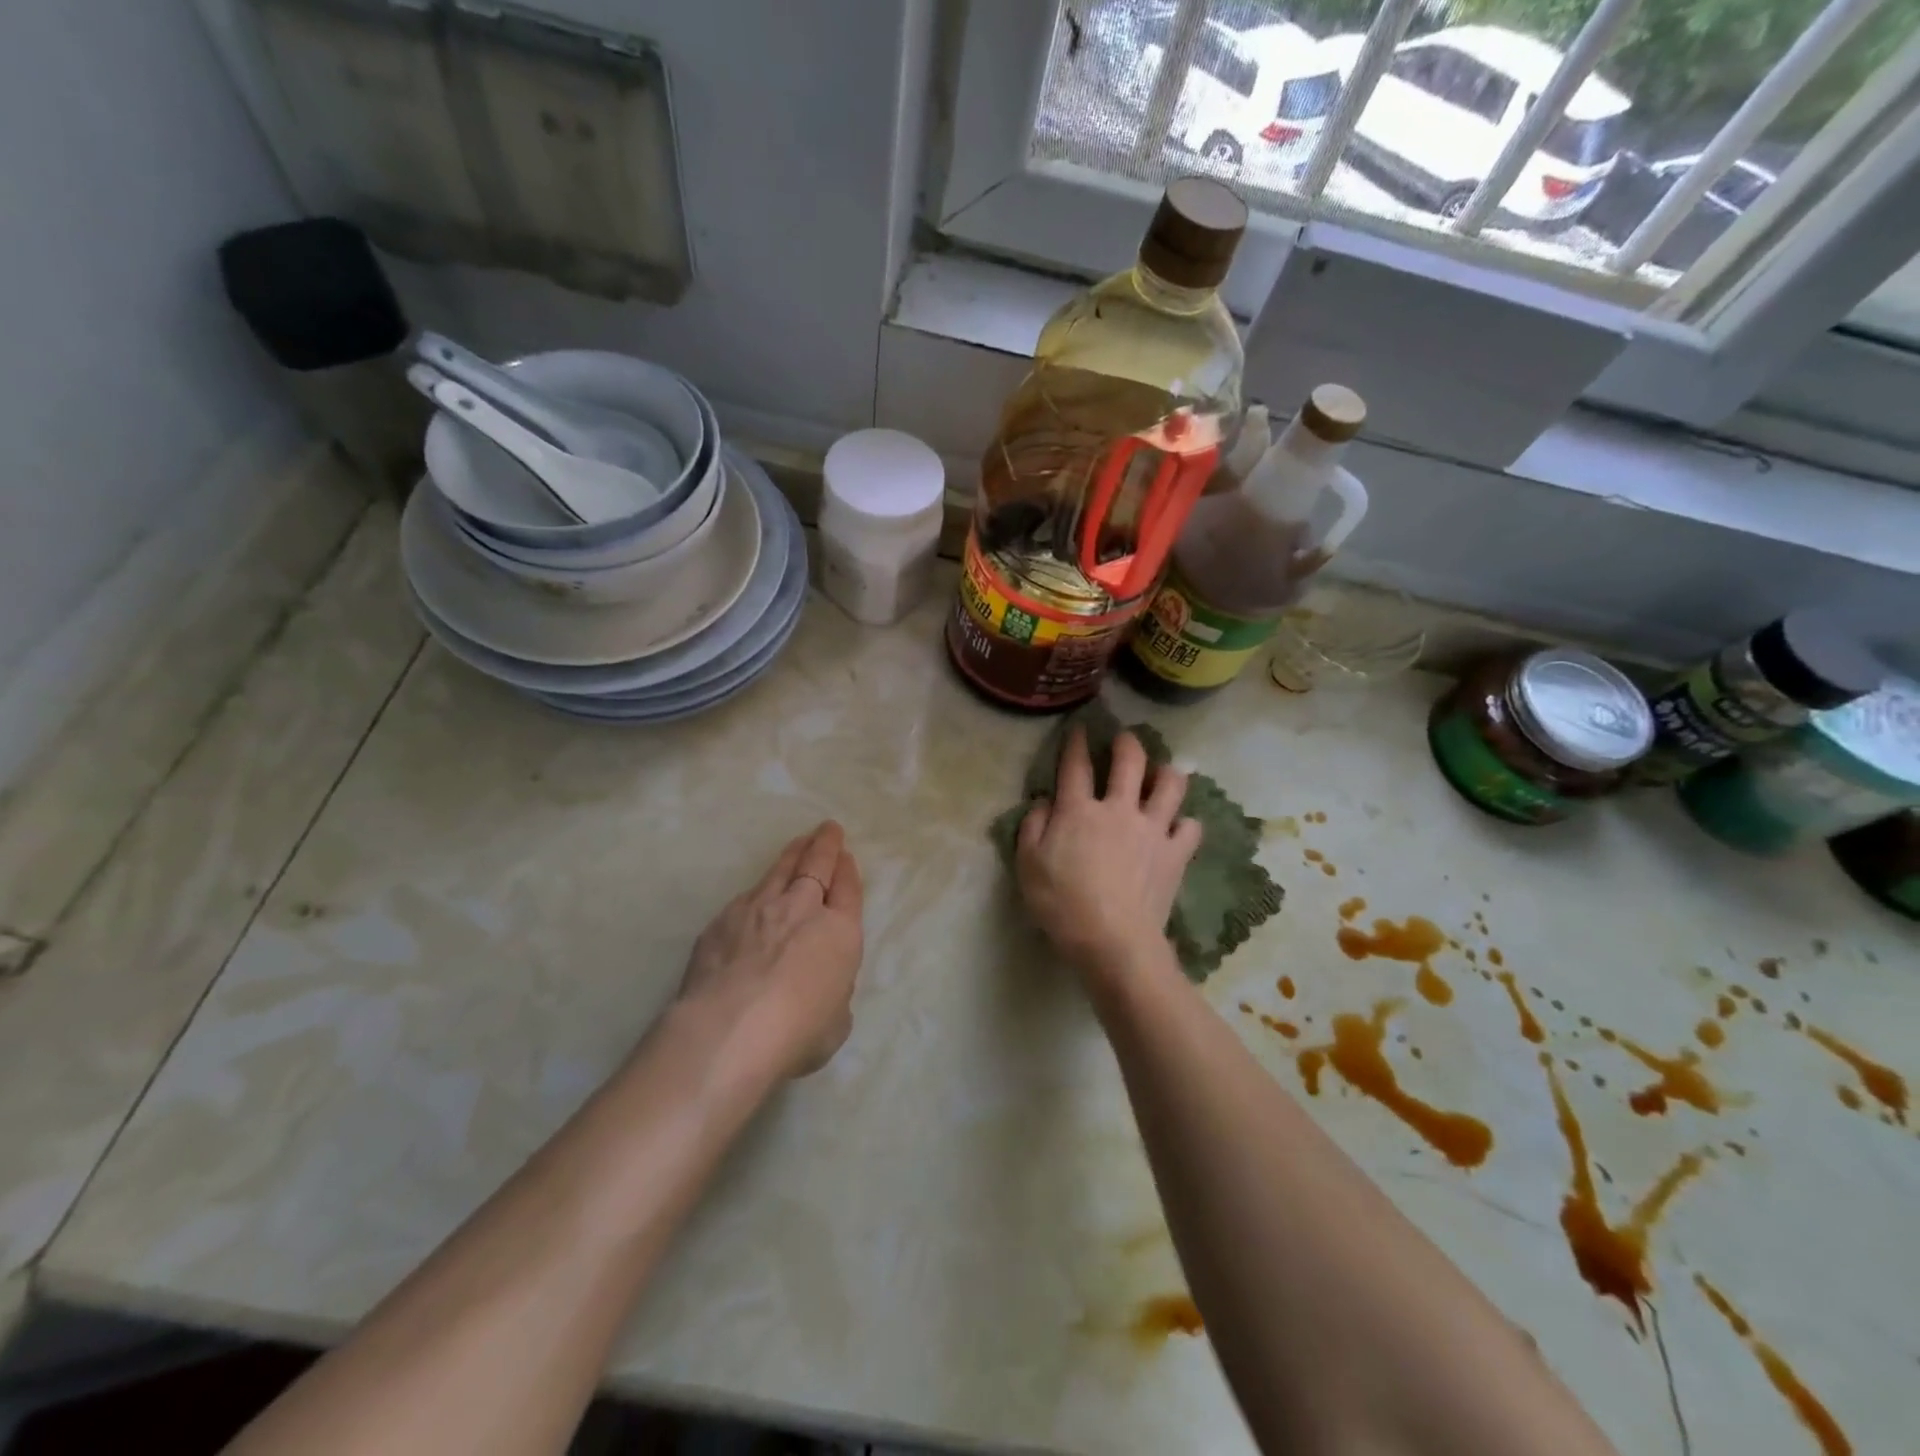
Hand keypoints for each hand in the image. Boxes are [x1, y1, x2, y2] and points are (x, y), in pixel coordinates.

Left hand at [678, 821, 864, 1081]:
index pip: (848, 889)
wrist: (729, 1031)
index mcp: (839, 932)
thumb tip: (818, 983)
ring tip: (799, 842)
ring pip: (780, 870)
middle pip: (816, 865)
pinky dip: (759, 889)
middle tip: (828, 829)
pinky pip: (747, 896)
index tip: (846, 855)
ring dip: (793, 853)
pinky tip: (756, 895)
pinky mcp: (722, 921)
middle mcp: (801, 909)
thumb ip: (833, 992)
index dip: (848, 871)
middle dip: (824, 845)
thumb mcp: (836, 1021)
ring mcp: (758, 909)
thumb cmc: (797, 1033)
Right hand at [1015, 727, 1200, 988]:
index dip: (1076, 742)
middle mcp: (1119, 809)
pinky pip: (1190, 826)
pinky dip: (1185, 822)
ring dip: (1166, 773)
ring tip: (1162, 773)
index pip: (1076, 765)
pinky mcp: (1176, 853)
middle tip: (1125, 739)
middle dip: (1127, 742)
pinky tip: (1178, 826)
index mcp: (1079, 810)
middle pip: (1130, 760)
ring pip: (1171, 784)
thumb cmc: (1062, 904)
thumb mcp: (1027, 865)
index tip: (1079, 728)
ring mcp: (1153, 829)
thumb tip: (1045, 802)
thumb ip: (1032, 826)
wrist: (1113, 941)